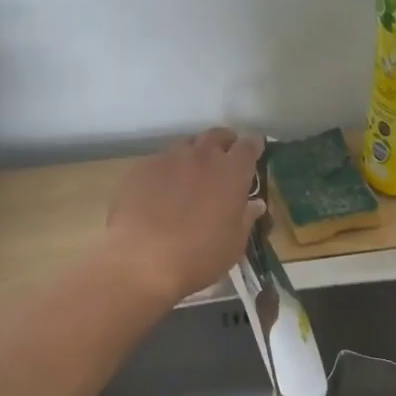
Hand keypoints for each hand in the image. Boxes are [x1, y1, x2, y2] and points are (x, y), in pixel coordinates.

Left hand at [107, 128, 265, 302]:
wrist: (141, 260)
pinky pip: (161, 162)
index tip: (255, 152)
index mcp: (231, 171)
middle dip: (225, 143)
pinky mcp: (142, 169)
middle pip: (217, 135)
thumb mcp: (234, 243)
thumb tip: (254, 203)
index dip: (253, 146)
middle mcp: (202, 156)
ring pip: (187, 146)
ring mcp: (169, 159)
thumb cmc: (199, 256)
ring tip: (192, 178)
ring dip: (195, 155)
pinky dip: (169, 171)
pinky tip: (162, 193)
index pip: (249, 145)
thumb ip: (246, 217)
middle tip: (225, 160)